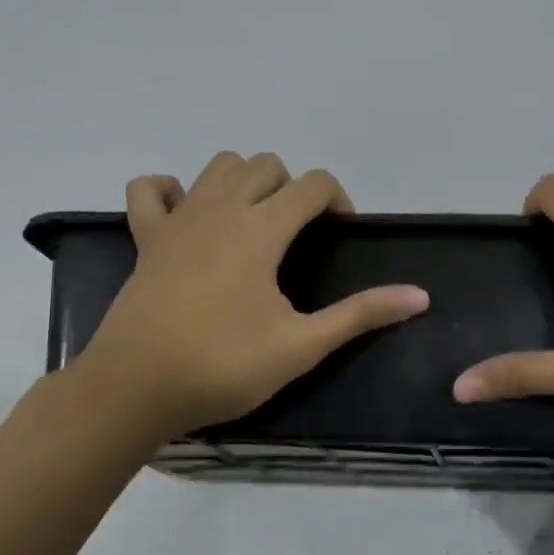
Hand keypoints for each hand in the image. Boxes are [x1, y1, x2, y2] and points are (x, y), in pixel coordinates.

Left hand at [74, 152, 428, 441]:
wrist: (133, 390)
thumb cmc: (222, 366)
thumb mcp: (301, 345)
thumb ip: (360, 315)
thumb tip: (420, 296)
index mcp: (261, 229)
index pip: (313, 184)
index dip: (337, 199)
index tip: (340, 233)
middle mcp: (221, 209)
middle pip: (266, 165)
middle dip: (292, 187)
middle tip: (297, 233)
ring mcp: (178, 219)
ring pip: (218, 165)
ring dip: (243, 180)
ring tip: (252, 220)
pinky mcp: (145, 238)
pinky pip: (150, 190)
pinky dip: (169, 190)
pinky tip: (185, 214)